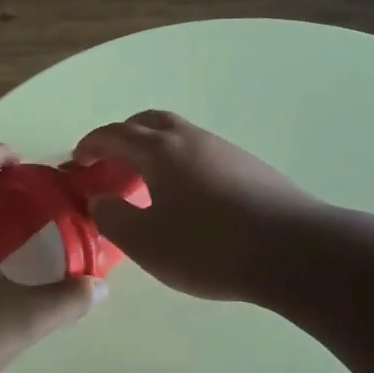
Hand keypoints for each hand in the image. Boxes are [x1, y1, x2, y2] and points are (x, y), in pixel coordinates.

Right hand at [73, 111, 320, 301]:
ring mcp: (224, 149)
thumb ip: (114, 219)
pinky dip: (181, 163)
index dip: (91, 144)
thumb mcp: (147, 243)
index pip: (114, 134)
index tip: (77, 160)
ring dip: (155, 148)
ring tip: (148, 183)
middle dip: (123, 136)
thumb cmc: (209, 247)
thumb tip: (101, 202)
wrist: (295, 251)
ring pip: (179, 135)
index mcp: (160, 150)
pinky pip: (202, 153)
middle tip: (111, 162)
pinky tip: (189, 197)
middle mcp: (190, 139)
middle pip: (149, 121)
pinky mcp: (250, 167)